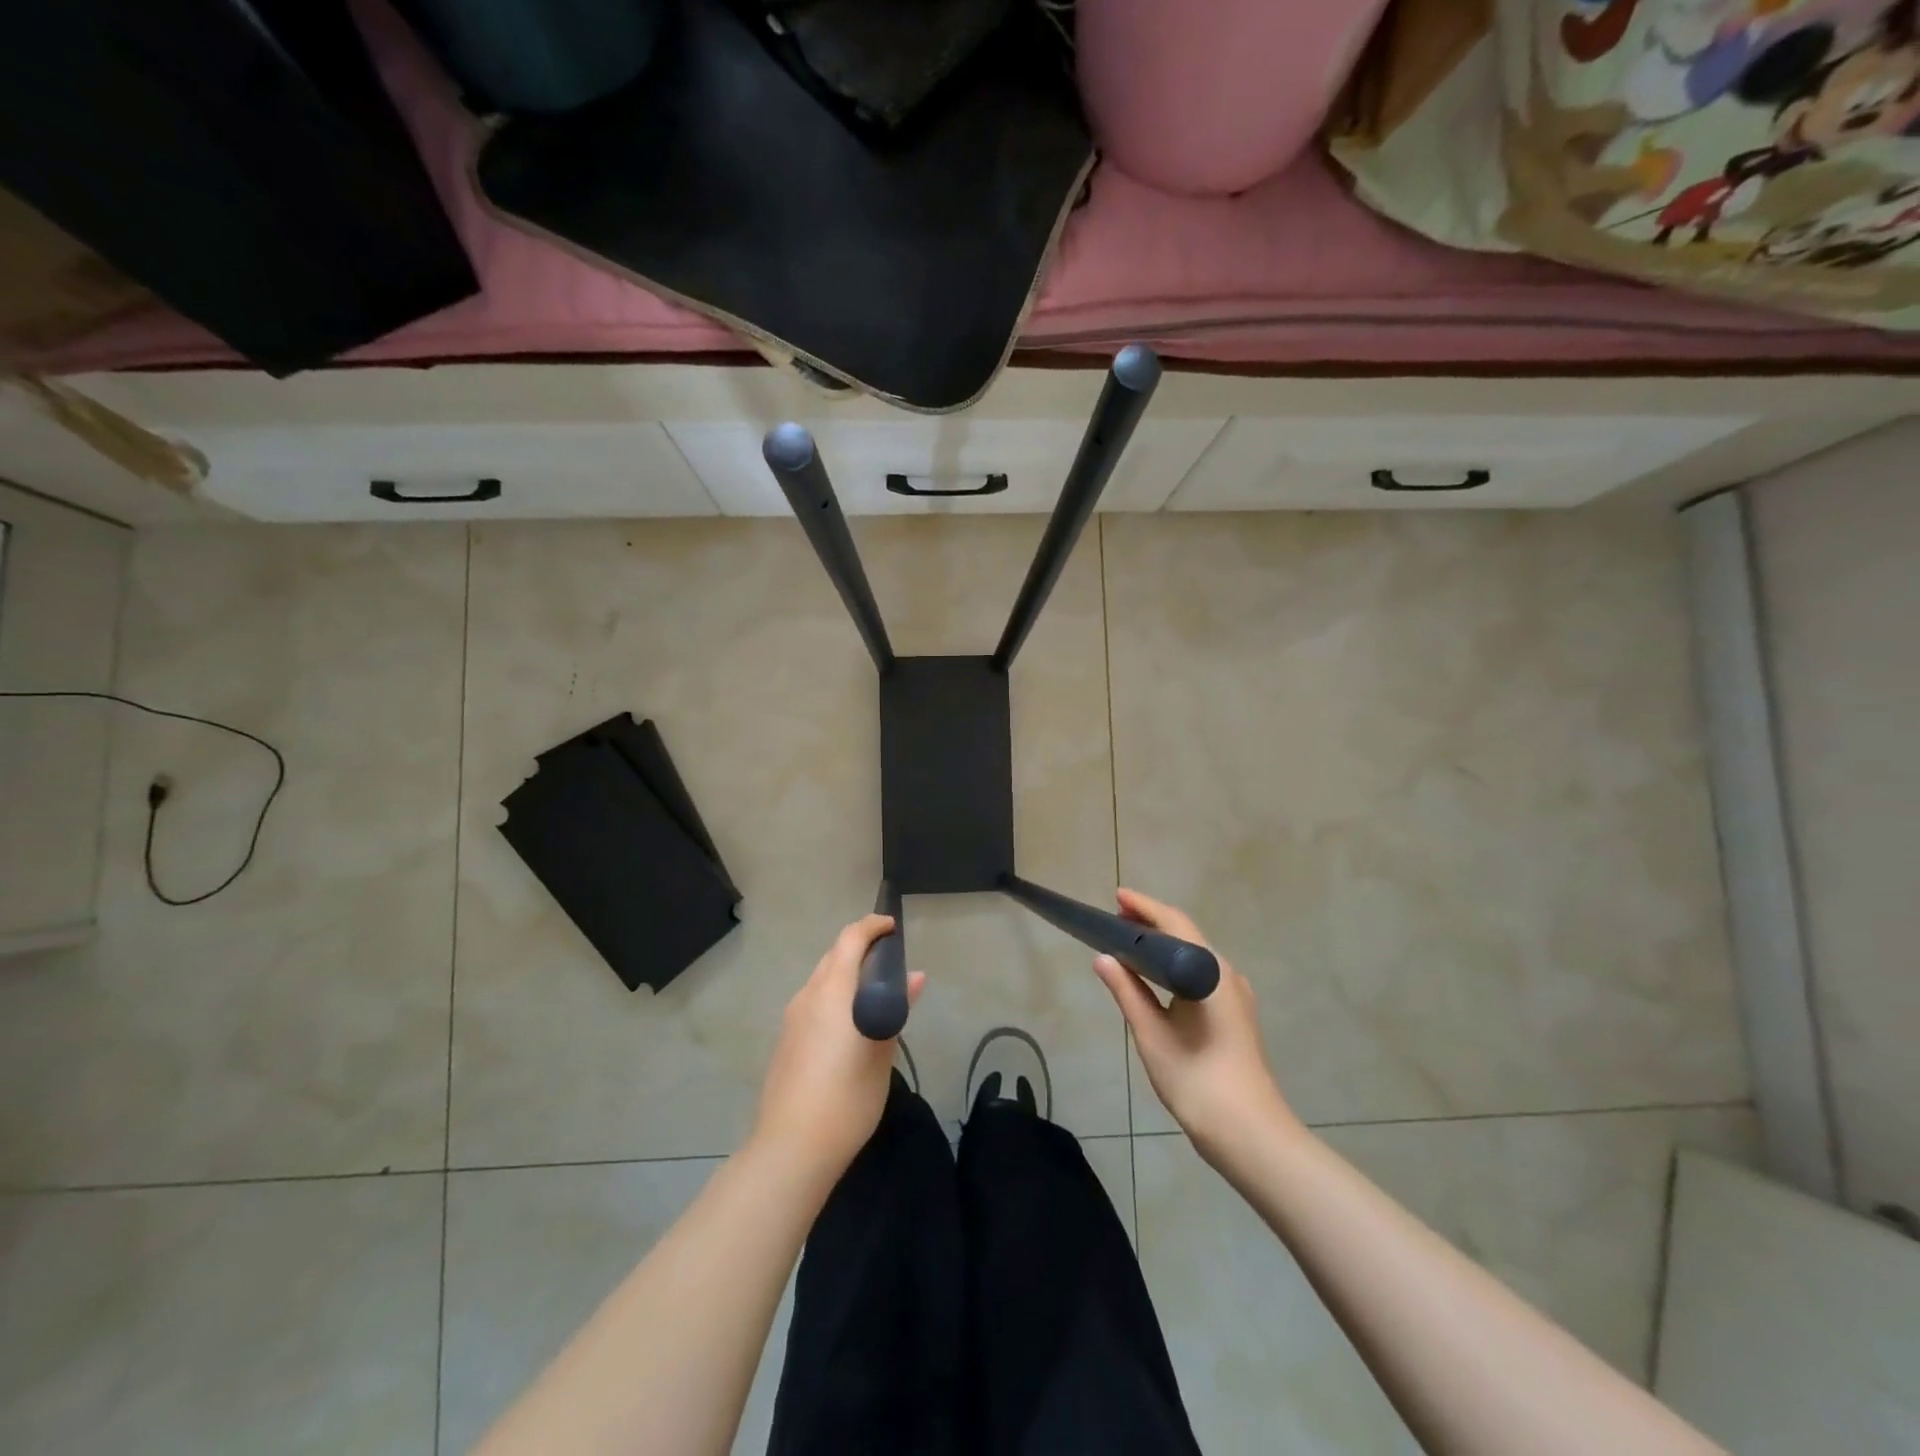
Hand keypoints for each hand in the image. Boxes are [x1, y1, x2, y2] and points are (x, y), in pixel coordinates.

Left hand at [751, 914, 924, 1183]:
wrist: (791, 1148)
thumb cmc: (847, 1097)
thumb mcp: (882, 1051)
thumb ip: (895, 1007)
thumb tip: (914, 977)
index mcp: (832, 992)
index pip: (850, 939)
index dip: (872, 927)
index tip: (894, 928)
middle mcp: (808, 996)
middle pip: (833, 957)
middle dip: (860, 951)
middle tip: (891, 964)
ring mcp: (792, 1019)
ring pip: (822, 981)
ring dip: (846, 977)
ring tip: (875, 998)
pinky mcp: (785, 1041)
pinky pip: (813, 1004)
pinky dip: (834, 999)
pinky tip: (850, 1029)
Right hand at [1093, 889, 1299, 1164]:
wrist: (1251, 1134)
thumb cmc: (1196, 1080)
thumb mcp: (1152, 1034)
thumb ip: (1127, 992)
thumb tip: (1103, 958)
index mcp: (1209, 972)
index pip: (1174, 923)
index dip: (1144, 907)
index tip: (1117, 897)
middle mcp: (1227, 975)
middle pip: (1186, 935)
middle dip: (1151, 923)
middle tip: (1115, 919)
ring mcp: (1236, 996)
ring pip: (1195, 956)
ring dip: (1163, 945)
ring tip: (1128, 945)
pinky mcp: (1236, 1015)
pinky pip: (1201, 975)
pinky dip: (1175, 966)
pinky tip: (1155, 979)